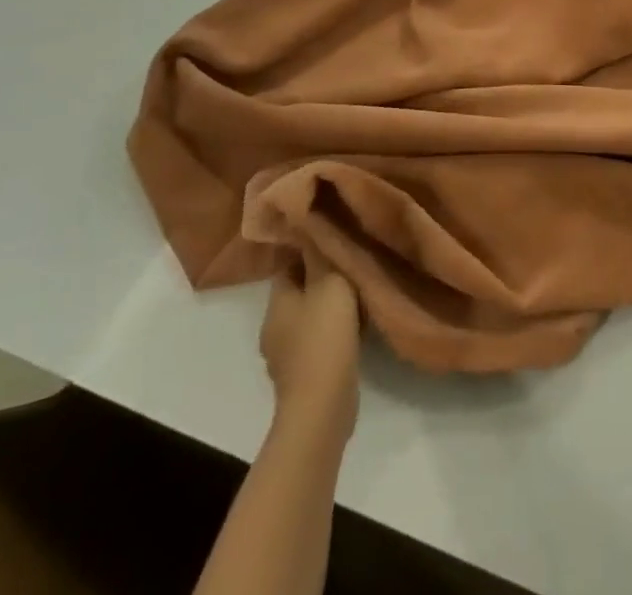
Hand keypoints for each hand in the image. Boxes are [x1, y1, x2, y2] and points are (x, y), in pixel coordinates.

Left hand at [260, 251, 361, 437]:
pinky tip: (354, 328)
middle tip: (351, 263)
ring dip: (328, 307)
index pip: (288, 264)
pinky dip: (333, 332)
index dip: (309, 249)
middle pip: (298, 291)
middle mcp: (274, 327)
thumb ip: (322, 254)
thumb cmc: (324, 336)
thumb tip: (311, 225)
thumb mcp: (329, 282)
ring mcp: (285, 355)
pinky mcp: (302, 376)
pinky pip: (318, 341)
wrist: (322, 405)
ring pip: (308, 317)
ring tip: (357, 294)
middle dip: (321, 278)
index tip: (334, 238)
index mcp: (275, 302)